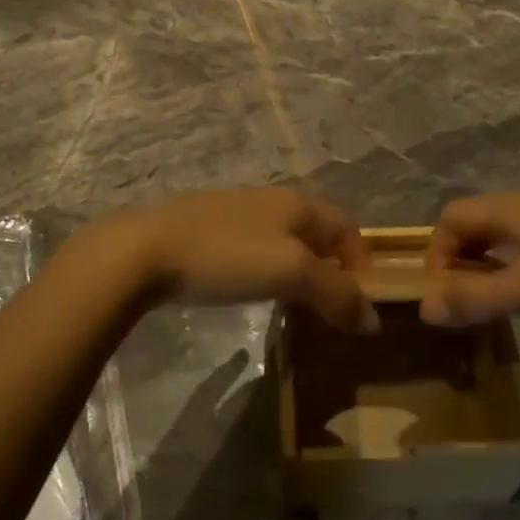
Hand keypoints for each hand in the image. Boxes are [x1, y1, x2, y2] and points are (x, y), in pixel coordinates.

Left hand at [82, 188, 376, 333]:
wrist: (146, 248)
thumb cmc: (227, 255)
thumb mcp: (290, 272)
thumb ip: (335, 293)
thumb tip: (372, 319)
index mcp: (297, 203)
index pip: (347, 226)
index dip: (362, 262)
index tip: (361, 305)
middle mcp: (271, 201)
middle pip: (317, 232)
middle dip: (332, 268)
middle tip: (332, 310)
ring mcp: (237, 213)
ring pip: (285, 240)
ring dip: (300, 272)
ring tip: (297, 307)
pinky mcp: (208, 230)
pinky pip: (255, 249)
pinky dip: (269, 271)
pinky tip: (253, 293)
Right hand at [419, 193, 519, 330]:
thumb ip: (477, 298)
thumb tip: (424, 308)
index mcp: (511, 208)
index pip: (451, 218)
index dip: (437, 253)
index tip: (443, 296)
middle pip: (474, 223)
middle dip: (459, 261)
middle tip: (464, 304)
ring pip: (503, 235)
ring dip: (486, 266)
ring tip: (494, 305)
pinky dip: (515, 267)